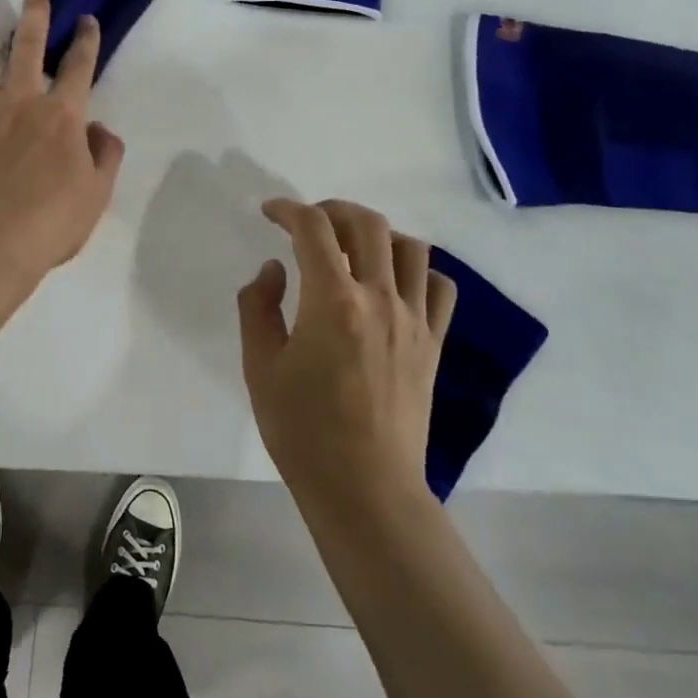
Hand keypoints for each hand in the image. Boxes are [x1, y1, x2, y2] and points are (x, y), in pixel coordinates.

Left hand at [0, 0, 125, 283]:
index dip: (86, 39)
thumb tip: (98, 128)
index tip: (86, 19)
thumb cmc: (49, 225)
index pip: (79, 66)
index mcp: (62, 115)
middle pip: (29, 46)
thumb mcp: (97, 193)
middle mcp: (21, 101)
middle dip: (35, 11)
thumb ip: (105, 155)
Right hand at [237, 199, 457, 511]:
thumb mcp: (260, 367)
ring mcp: (414, 320)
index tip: (270, 212)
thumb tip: (274, 270)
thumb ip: (258, 307)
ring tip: (352, 247)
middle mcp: (380, 298)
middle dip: (333, 210)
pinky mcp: (433, 343)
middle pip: (367, 224)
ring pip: (410, 247)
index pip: (313, 228)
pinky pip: (438, 286)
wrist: (365, 487)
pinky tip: (393, 283)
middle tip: (309, 223)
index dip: (288, 209)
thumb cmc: (303, 430)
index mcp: (333, 301)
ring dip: (377, 234)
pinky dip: (417, 270)